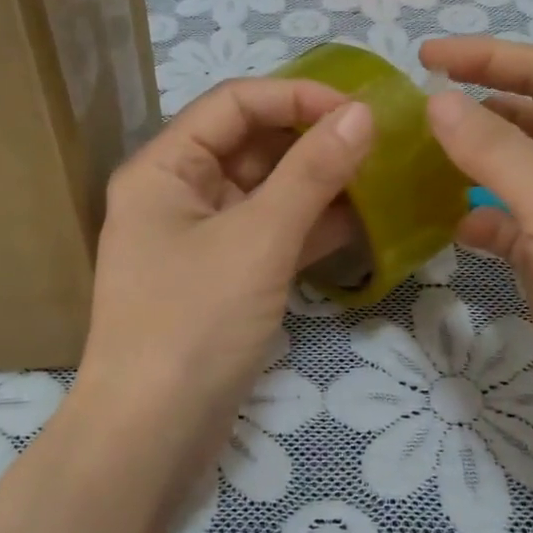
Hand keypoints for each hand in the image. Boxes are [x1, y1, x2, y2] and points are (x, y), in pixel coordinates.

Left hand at [77, 77, 373, 466]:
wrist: (151, 436)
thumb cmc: (194, 323)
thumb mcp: (258, 239)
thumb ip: (311, 172)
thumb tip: (361, 114)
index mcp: (164, 167)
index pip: (234, 103)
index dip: (297, 96)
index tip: (360, 110)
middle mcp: (176, 193)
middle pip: (250, 144)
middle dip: (312, 140)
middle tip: (379, 144)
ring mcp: (198, 238)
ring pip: (264, 191)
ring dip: (317, 184)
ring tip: (381, 178)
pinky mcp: (221, 278)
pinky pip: (268, 234)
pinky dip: (308, 227)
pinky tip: (360, 223)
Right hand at [419, 37, 532, 473]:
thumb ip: (496, 149)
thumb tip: (435, 101)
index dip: (490, 57)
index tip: (424, 56)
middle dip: (480, 107)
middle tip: (415, 109)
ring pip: (518, 177)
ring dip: (474, 164)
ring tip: (418, 160)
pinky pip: (509, 231)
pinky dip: (479, 222)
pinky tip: (450, 227)